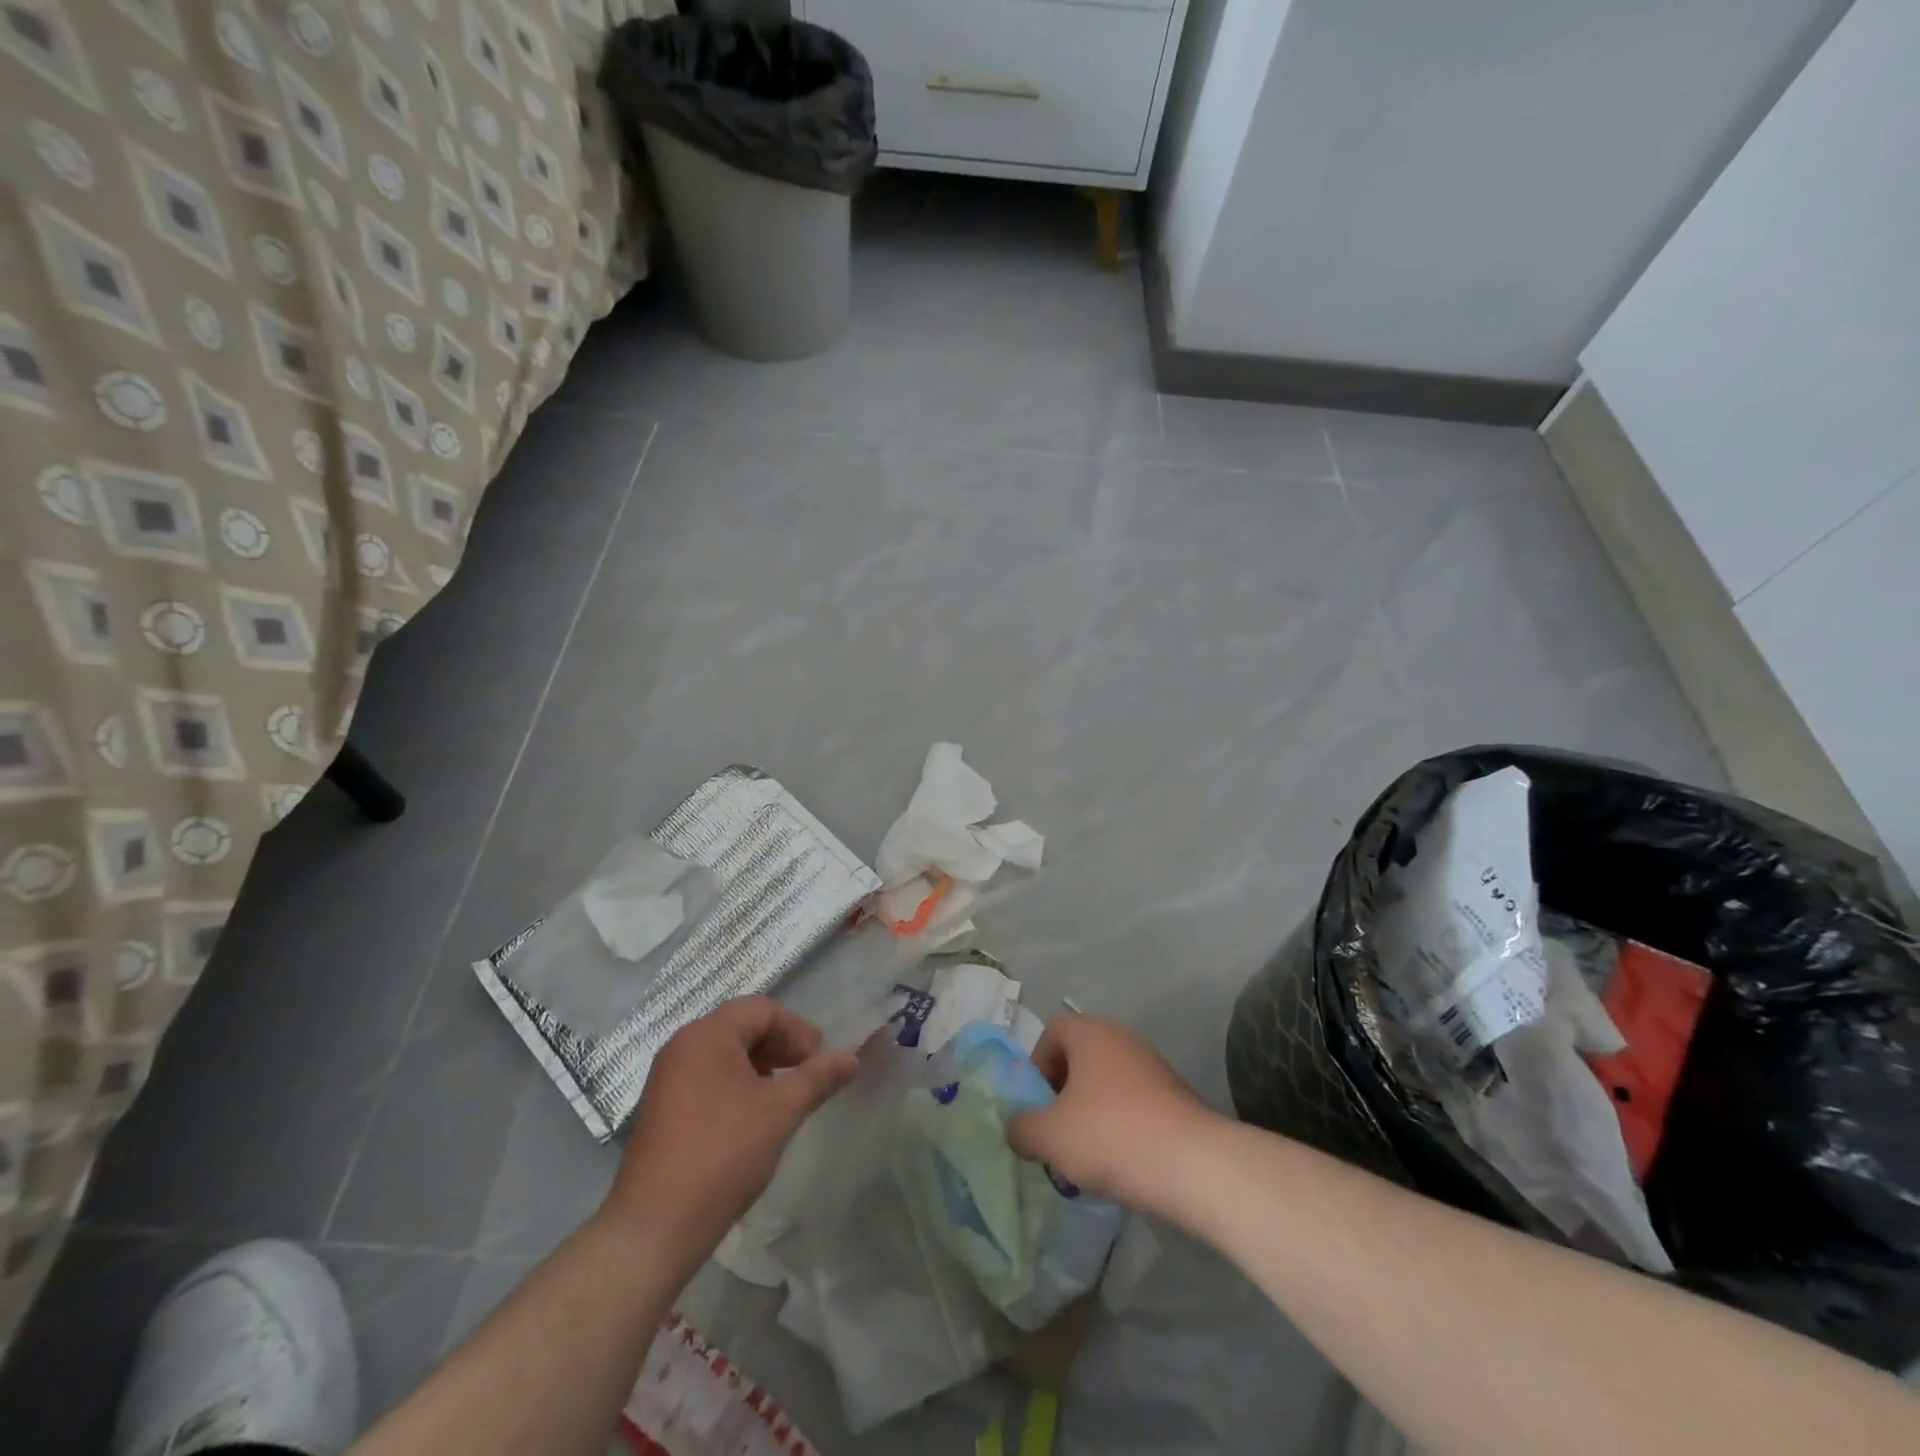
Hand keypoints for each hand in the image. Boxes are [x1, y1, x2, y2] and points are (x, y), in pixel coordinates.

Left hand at [602, 998, 857, 1259]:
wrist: (654, 1228)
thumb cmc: (723, 1155)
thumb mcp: (780, 1112)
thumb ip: (818, 1078)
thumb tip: (853, 1057)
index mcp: (707, 1035)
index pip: (762, 1010)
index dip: (797, 1029)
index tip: (819, 1060)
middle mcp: (682, 1046)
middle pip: (742, 1027)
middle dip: (780, 1045)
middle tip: (807, 1074)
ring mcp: (667, 1078)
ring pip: (725, 1054)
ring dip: (760, 1065)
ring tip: (784, 1096)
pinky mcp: (662, 1108)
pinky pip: (707, 1077)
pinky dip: (737, 1084)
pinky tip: (752, 1117)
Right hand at [1009, 1014, 1213, 1212]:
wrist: (1193, 1165)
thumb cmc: (1110, 1136)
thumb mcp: (1049, 1136)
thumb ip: (1022, 1128)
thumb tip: (1017, 1128)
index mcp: (1090, 1033)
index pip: (1052, 1031)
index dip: (1037, 1065)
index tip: (1037, 1105)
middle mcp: (1121, 1038)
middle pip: (1080, 1058)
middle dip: (1062, 1095)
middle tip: (1056, 1133)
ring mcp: (1152, 1066)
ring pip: (1107, 1084)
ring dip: (1090, 1114)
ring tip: (1085, 1157)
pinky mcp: (1175, 1096)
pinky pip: (1134, 1103)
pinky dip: (1120, 1126)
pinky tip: (1120, 1163)